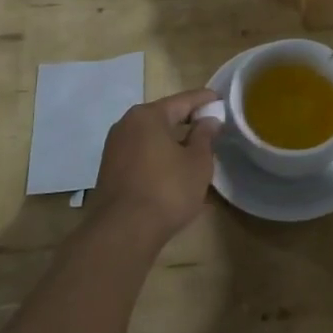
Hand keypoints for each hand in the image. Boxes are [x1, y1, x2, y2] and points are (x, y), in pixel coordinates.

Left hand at [89, 89, 222, 244]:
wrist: (122, 232)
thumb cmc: (167, 190)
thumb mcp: (197, 162)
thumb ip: (205, 136)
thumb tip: (209, 120)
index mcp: (148, 116)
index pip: (183, 100)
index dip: (205, 100)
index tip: (222, 100)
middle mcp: (126, 125)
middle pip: (164, 116)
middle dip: (188, 120)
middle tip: (211, 126)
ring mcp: (114, 148)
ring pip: (151, 136)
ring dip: (173, 141)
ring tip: (195, 149)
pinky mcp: (110, 170)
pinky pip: (141, 153)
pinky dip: (159, 155)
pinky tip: (174, 168)